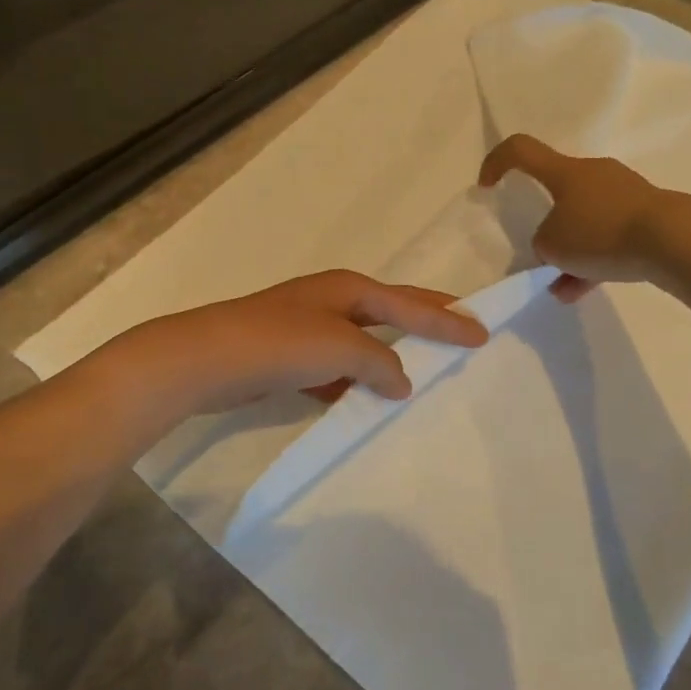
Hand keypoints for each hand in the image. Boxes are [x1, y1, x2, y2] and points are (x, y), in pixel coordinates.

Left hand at [106, 271, 487, 418]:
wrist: (205, 359)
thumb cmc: (279, 343)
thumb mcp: (340, 347)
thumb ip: (379, 362)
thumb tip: (401, 381)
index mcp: (350, 289)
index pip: (411, 303)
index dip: (449, 319)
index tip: (484, 333)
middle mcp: (332, 301)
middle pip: (392, 311)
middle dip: (428, 323)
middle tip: (464, 334)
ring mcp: (308, 328)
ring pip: (365, 343)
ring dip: (392, 356)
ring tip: (424, 373)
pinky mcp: (290, 357)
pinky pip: (338, 368)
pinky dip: (356, 381)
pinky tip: (366, 400)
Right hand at [478, 134, 670, 301]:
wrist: (673, 239)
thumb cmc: (600, 232)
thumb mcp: (551, 245)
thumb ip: (543, 243)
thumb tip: (556, 246)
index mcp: (565, 172)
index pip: (521, 150)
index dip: (497, 162)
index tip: (487, 186)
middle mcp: (594, 174)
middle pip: (558, 190)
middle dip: (545, 223)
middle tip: (540, 253)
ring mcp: (623, 193)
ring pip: (585, 219)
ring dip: (571, 249)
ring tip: (561, 285)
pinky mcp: (646, 215)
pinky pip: (609, 235)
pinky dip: (593, 260)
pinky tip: (584, 290)